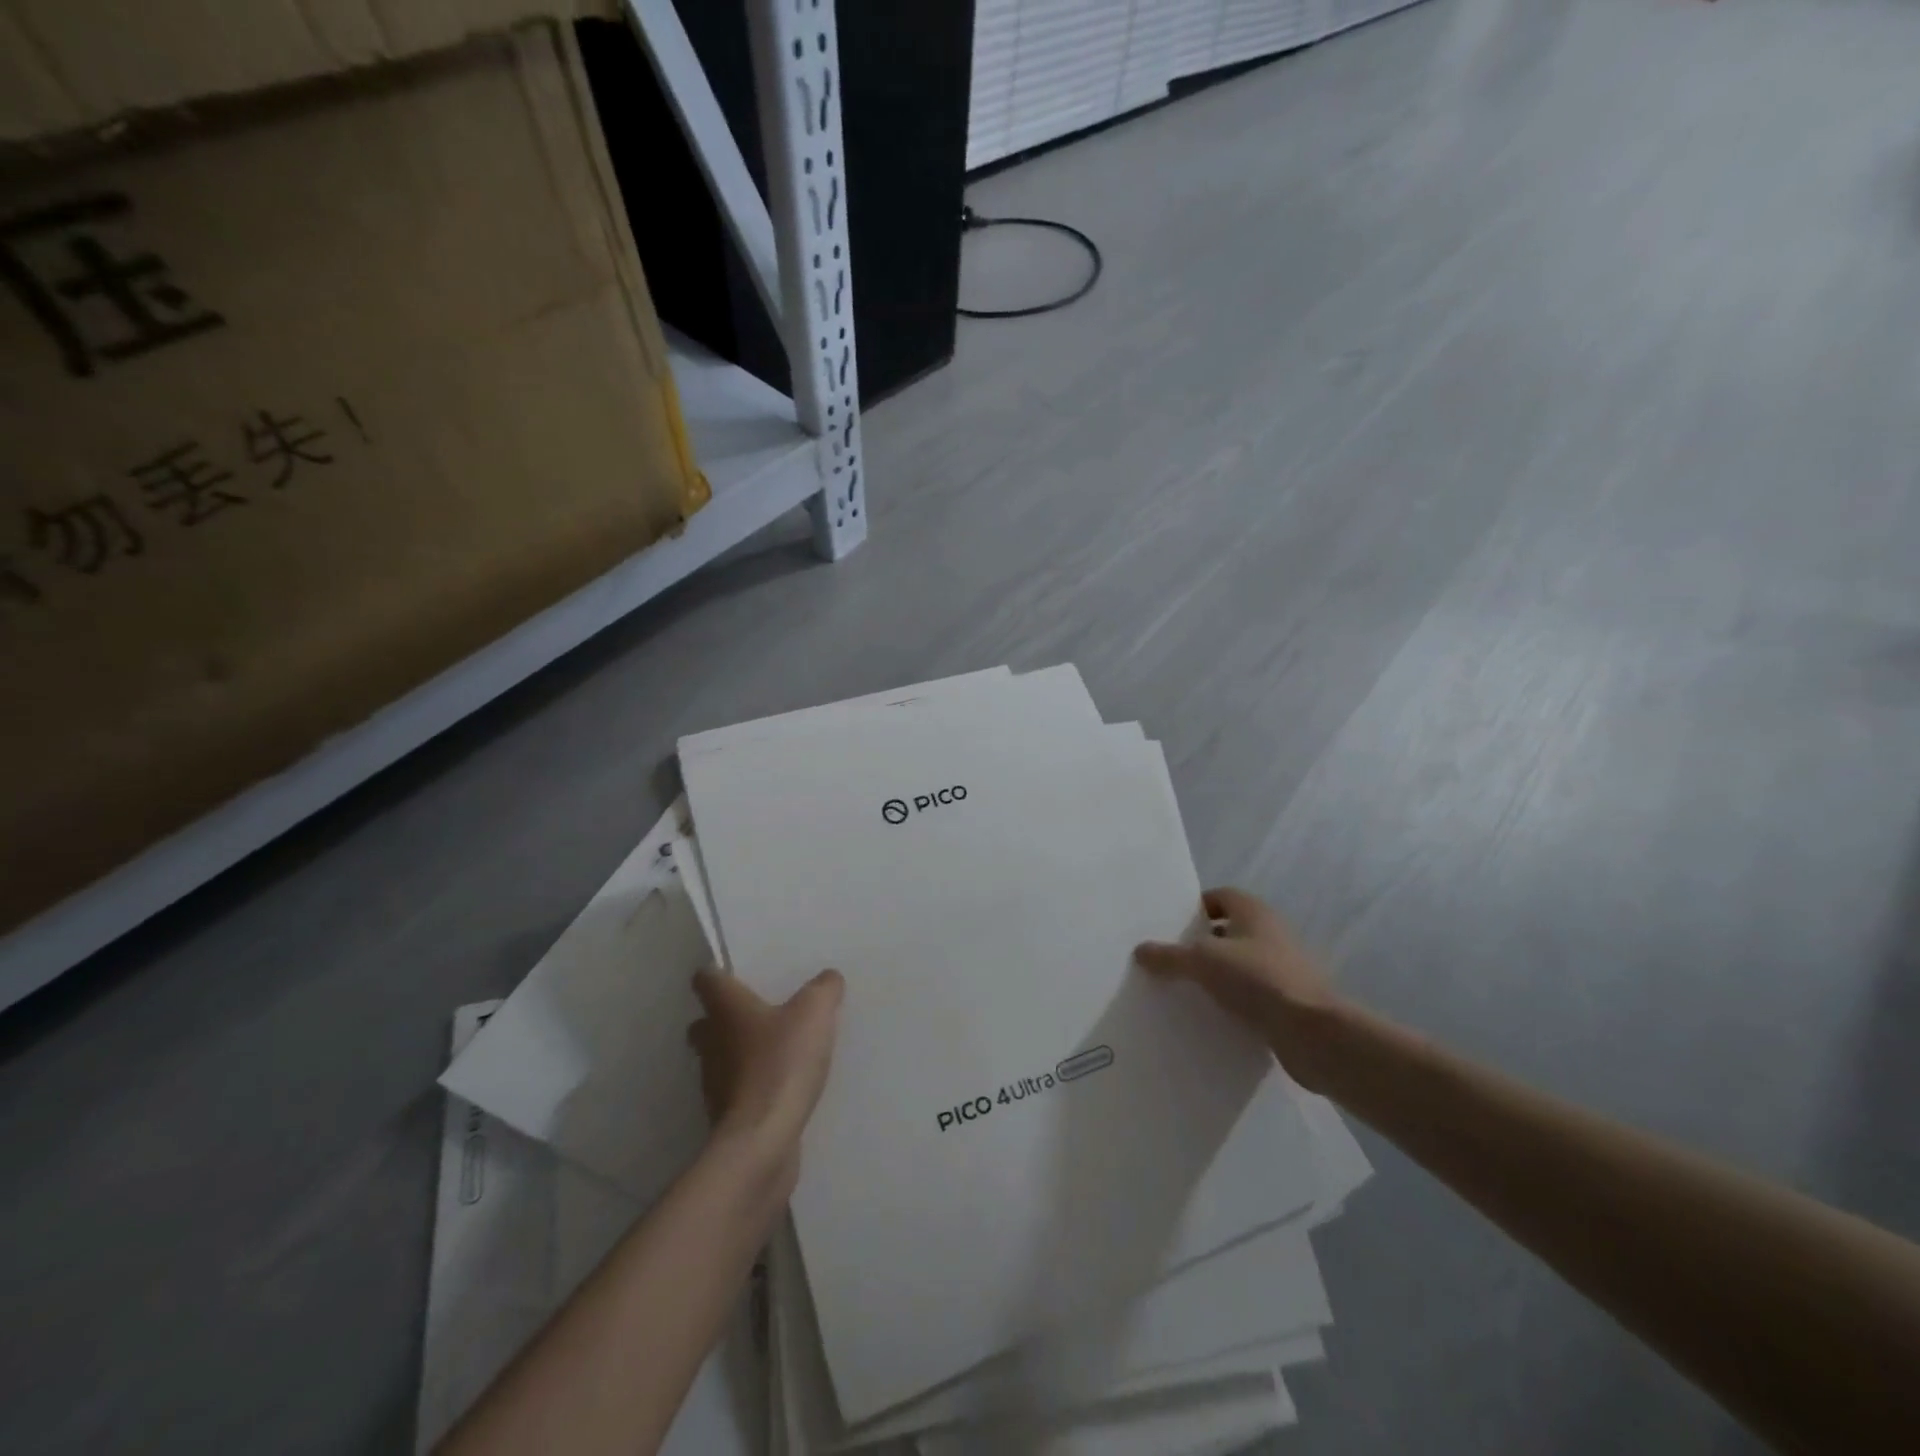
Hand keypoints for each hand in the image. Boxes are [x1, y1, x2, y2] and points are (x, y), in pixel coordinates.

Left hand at [688, 968, 843, 1189]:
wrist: (762, 1141)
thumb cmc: (781, 1063)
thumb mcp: (815, 1013)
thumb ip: (823, 989)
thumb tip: (829, 978)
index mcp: (725, 1009)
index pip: (706, 979)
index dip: (718, 973)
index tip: (737, 973)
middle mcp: (711, 1042)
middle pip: (707, 1022)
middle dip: (726, 1017)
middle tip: (760, 1012)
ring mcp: (714, 1082)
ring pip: (720, 1057)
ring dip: (741, 1053)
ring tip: (777, 1049)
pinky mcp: (727, 1116)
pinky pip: (738, 1090)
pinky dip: (753, 1086)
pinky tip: (782, 1085)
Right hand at [1135, 888, 1346, 1091]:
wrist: (1313, 1033)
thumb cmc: (1257, 980)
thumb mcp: (1203, 962)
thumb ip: (1170, 956)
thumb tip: (1140, 950)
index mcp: (1254, 912)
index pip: (1220, 896)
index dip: (1195, 908)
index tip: (1171, 926)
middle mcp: (1271, 933)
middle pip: (1228, 931)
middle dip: (1200, 943)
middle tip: (1170, 959)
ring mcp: (1283, 967)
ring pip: (1239, 964)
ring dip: (1216, 974)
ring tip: (1183, 989)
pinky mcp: (1288, 1000)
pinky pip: (1252, 993)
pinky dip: (1232, 1000)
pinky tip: (1209, 1015)